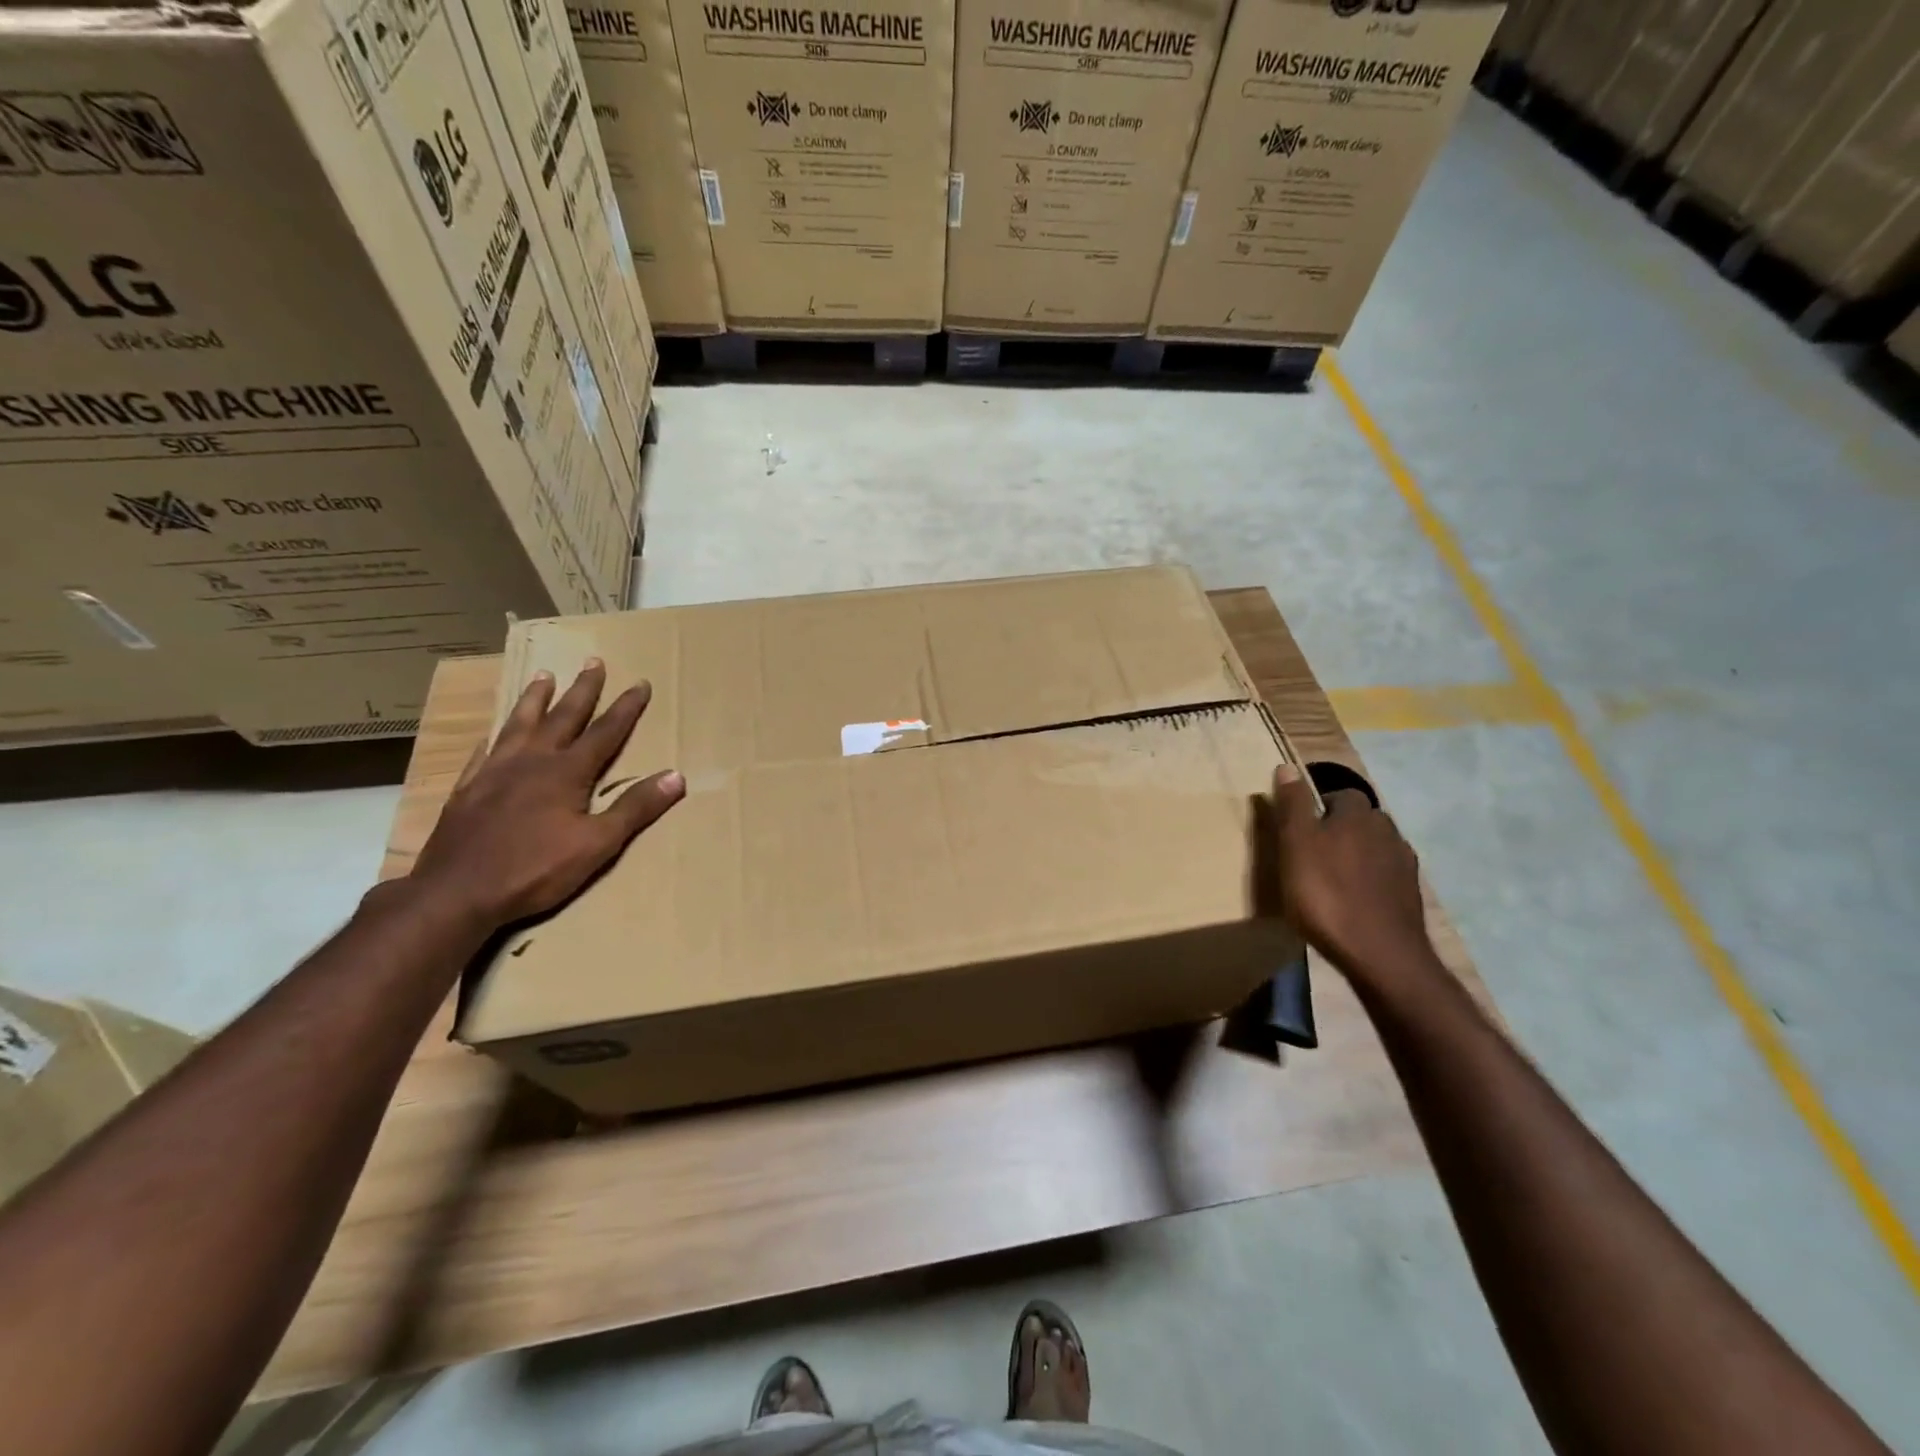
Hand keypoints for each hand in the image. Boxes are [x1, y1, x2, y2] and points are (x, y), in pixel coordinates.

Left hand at [408, 661, 683, 927]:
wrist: (456, 893)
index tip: (640, 683)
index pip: (606, 732)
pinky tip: (493, 733)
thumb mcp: (598, 844)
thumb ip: (635, 808)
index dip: (626, 708)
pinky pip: (484, 752)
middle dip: (582, 690)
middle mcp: (532, 761)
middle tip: (593, 662)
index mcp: (567, 772)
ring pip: (520, 724)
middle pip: (563, 716)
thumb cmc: (535, 870)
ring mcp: (495, 772)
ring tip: (543, 675)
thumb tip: (677, 776)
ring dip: (535, 699)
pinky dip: (495, 737)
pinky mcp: (467, 789)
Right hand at [1268, 762, 1436, 985]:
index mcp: (1358, 815)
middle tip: (1312, 854)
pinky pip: (1386, 876)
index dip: (1319, 807)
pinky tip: (1354, 901)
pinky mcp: (1411, 895)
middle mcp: (1387, 831)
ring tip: (1332, 879)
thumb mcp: (1295, 844)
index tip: (1300, 830)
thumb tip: (1287, 766)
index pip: (1341, 794)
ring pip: (1375, 847)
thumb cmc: (1326, 893)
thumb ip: (1293, 805)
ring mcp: (1404, 864)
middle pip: (1362, 820)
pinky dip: (1370, 881)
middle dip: (1341, 830)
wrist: (1380, 953)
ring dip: (1357, 856)